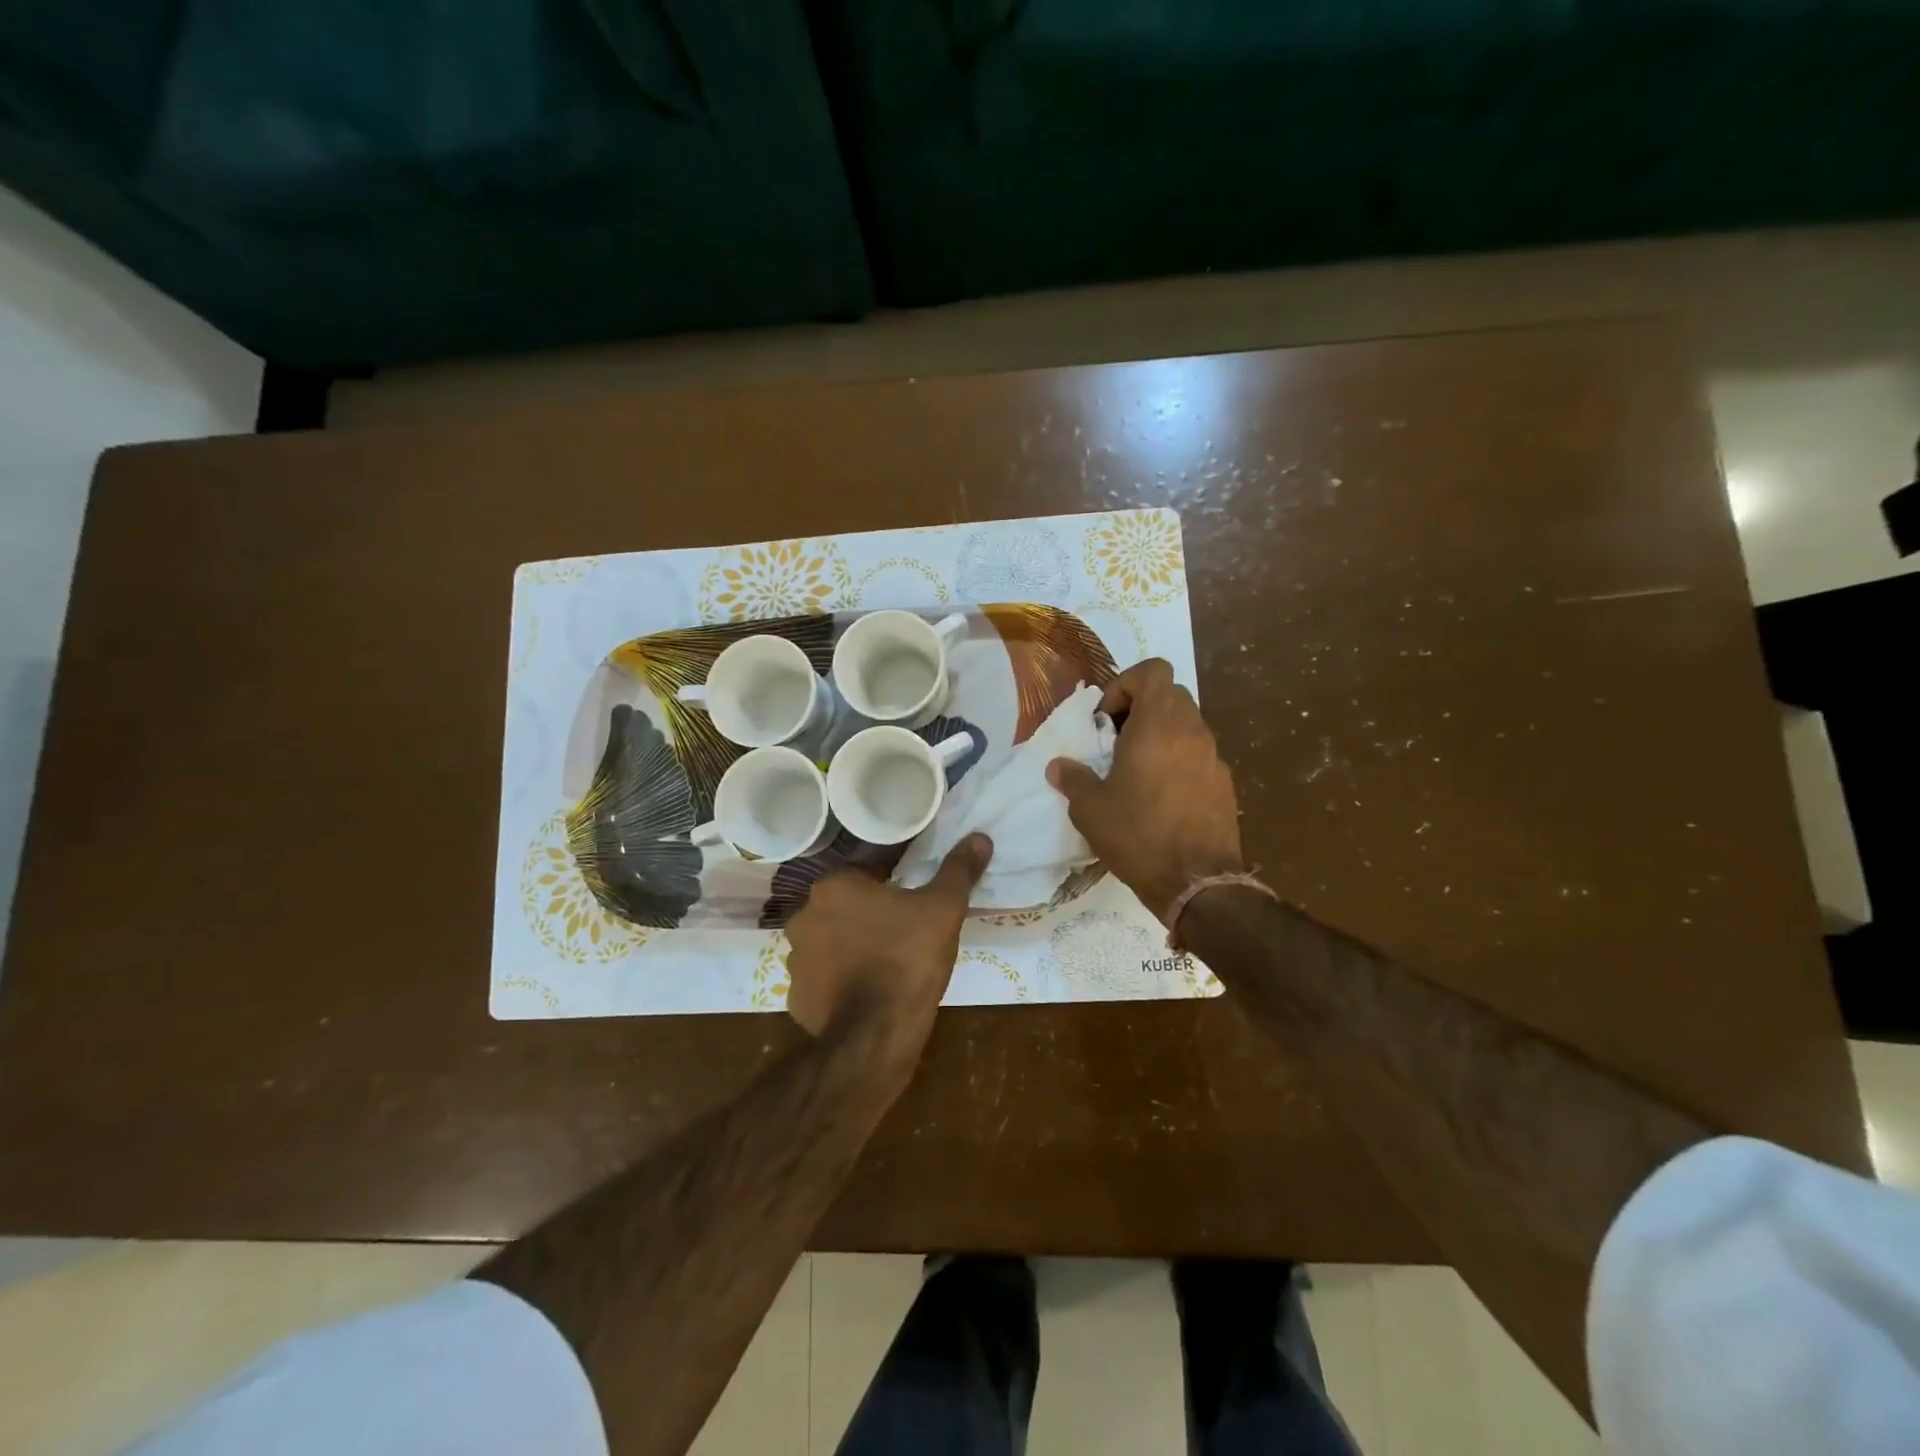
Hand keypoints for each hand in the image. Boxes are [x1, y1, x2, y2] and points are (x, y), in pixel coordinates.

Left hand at [785, 834, 992, 1044]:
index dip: (895, 882)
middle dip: (871, 913)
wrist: (876, 1034)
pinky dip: (840, 982)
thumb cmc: (909, 959)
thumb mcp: (944, 909)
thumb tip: (979, 837)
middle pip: (847, 905)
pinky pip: (822, 979)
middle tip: (905, 930)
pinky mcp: (797, 996)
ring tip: (887, 962)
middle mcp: (805, 915)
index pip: (868, 871)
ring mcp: (796, 958)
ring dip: (852, 946)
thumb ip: (958, 870)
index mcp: (835, 885)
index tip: (915, 900)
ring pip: (831, 941)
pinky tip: (866, 991)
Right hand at [1047, 659, 1242, 923]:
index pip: (1153, 670)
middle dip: (1140, 709)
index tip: (1106, 720)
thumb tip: (1059, 767)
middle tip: (1116, 743)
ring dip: (1159, 736)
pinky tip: (1159, 797)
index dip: (1125, 684)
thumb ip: (1073, 779)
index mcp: (1158, 724)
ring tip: (1135, 772)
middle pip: (1169, 695)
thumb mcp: (1090, 808)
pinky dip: (1177, 761)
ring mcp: (1214, 757)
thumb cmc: (1138, 834)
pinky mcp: (1224, 784)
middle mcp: (1192, 731)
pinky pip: (1198, 755)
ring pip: (1186, 725)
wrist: (1197, 882)